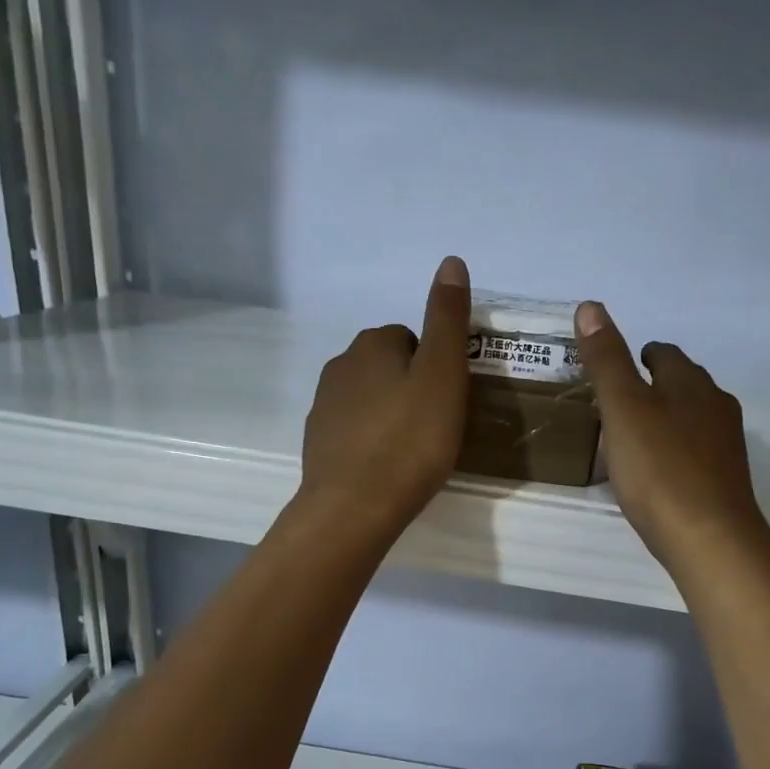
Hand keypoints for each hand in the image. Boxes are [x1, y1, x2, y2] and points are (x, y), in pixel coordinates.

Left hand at [298, 256, 470, 537]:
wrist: (354, 507)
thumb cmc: (409, 441)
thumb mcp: (442, 376)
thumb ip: (447, 319)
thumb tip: (451, 261)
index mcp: (372, 345)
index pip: (410, 338)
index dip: (434, 367)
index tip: (447, 401)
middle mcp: (341, 365)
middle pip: (388, 367)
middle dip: (410, 388)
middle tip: (435, 427)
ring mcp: (324, 406)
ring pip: (369, 399)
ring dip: (390, 414)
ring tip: (412, 451)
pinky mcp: (318, 443)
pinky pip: (354, 430)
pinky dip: (371, 441)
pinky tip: (386, 468)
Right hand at [576, 301, 769, 575]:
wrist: (710, 540)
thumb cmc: (661, 471)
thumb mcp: (624, 411)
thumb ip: (606, 361)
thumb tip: (591, 306)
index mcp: (691, 384)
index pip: (664, 354)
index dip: (639, 356)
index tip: (616, 370)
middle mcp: (716, 407)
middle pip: (682, 385)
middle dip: (653, 388)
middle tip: (618, 405)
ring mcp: (726, 446)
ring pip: (692, 420)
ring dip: (665, 421)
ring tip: (633, 439)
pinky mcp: (726, 481)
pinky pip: (696, 454)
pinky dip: (674, 453)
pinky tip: (657, 475)